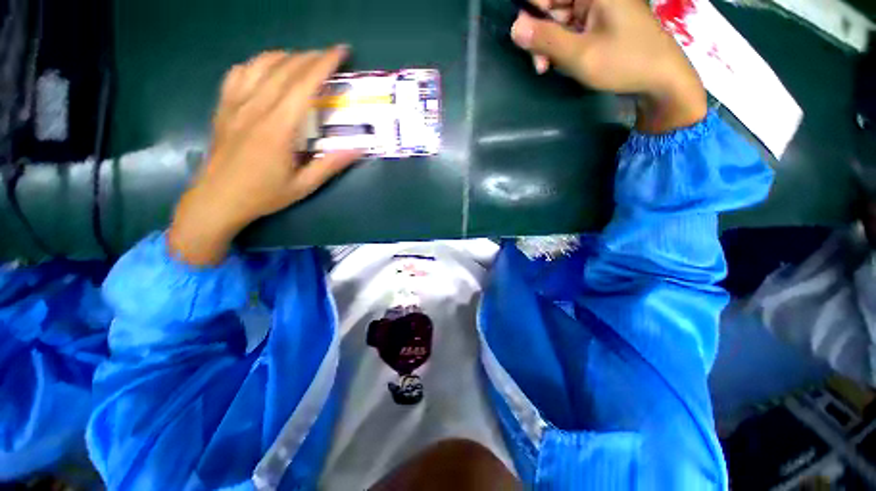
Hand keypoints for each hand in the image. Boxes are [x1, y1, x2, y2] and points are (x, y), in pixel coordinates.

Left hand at [169, 47, 362, 265]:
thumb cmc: (263, 195)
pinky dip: (256, 64)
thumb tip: (359, 149)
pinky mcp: (223, 107)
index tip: (340, 52)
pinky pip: (238, 73)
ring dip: (286, 57)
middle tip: (330, 56)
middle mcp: (255, 108)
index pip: (304, 85)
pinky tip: (266, 70)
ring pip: (261, 65)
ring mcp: (235, 104)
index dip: (324, 64)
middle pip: (285, 69)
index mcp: (278, 128)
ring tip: (303, 61)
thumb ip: (331, 165)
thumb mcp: (304, 185)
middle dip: (310, 57)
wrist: (217, 199)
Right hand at [510, 0, 706, 132]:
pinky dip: (563, 47)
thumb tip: (514, 28)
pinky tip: (564, 62)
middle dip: (542, 36)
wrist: (661, 78)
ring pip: (559, 20)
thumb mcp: (580, 54)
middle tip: (543, 66)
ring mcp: (598, 8)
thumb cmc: (624, 63)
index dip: (532, 16)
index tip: (530, 44)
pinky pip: (571, 29)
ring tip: (550, 68)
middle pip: (552, 6)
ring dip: (550, 45)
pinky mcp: (599, 22)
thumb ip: (546, 39)